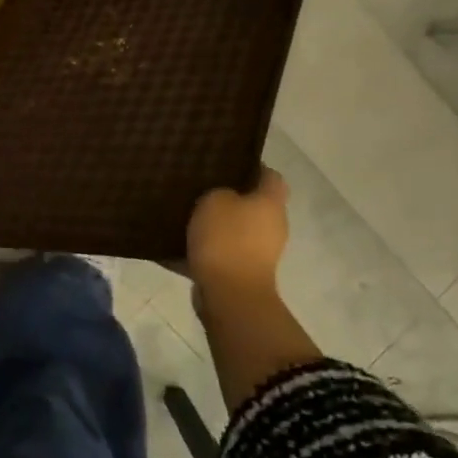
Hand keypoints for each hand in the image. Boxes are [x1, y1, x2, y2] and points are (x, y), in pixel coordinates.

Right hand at [186, 167, 289, 299]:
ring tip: (189, 216)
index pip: (271, 176)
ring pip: (239, 230)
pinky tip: (184, 245)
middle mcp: (273, 225)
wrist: (230, 294)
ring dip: (220, 226)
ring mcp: (261, 252)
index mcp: (271, 202)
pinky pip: (225, 253)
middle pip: (255, 204)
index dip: (253, 167)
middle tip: (202, 189)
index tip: (227, 164)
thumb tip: (223, 198)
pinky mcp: (245, 273)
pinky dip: (210, 250)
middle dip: (232, 197)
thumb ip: (219, 191)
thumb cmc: (226, 239)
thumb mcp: (214, 200)